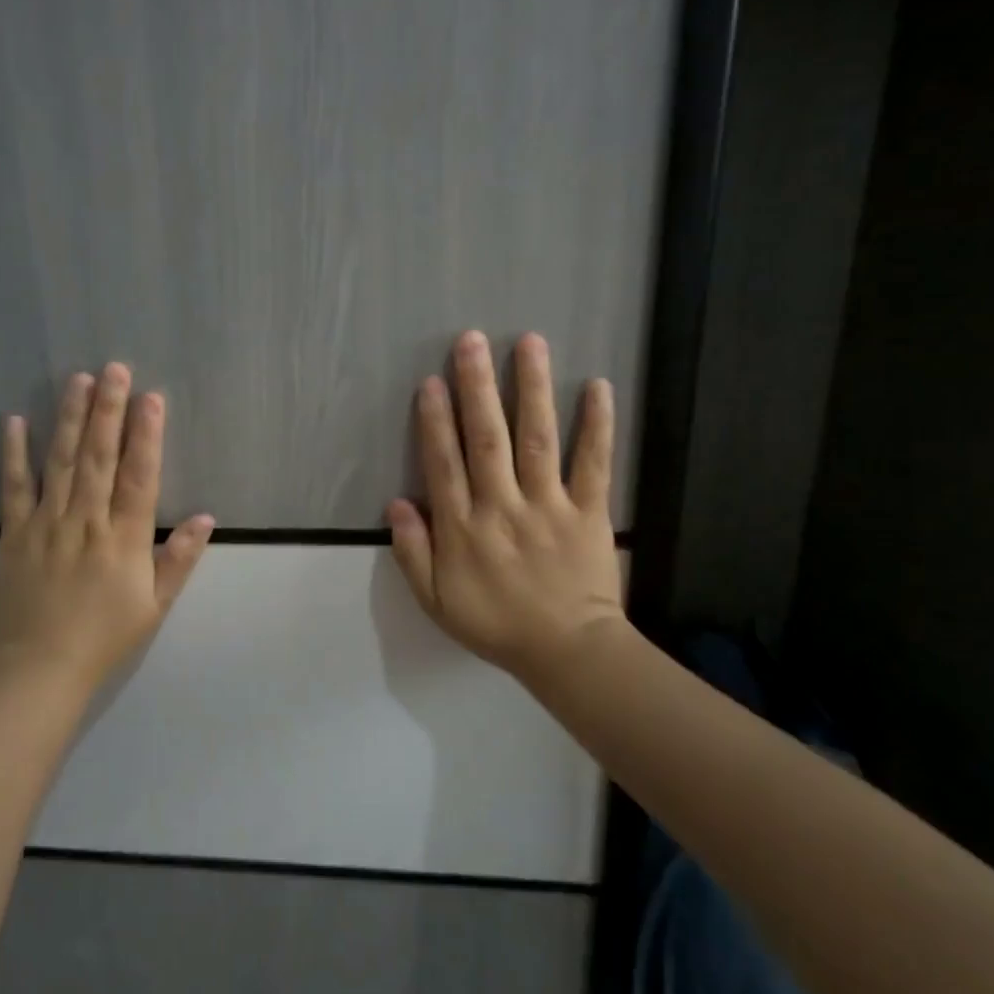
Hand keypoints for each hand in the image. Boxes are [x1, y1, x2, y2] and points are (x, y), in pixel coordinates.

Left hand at [0, 363, 213, 690]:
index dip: (146, 435)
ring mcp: (46, 523)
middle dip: (108, 410)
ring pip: (60, 461)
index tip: (151, 398)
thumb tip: (207, 518)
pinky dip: (14, 453)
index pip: (138, 475)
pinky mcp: (14, 533)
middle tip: (113, 369)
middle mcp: (86, 520)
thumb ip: (179, 558)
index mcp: (124, 537)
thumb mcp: (155, 604)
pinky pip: (13, 487)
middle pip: (98, 456)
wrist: (39, 669)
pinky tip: (15, 421)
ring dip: (69, 418)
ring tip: (77, 380)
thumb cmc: (105, 637)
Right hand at [388, 331, 626, 675]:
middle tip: (471, 341)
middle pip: (486, 438)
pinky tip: (597, 387)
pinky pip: (593, 464)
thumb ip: (413, 553)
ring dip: (531, 389)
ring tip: (529, 343)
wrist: (568, 652)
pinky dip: (597, 426)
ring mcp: (548, 506)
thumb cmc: (497, 625)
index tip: (431, 381)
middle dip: (476, 387)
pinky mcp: (588, 511)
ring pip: (536, 439)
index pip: (443, 463)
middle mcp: (502, 506)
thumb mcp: (437, 601)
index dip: (435, 420)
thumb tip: (396, 503)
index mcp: (463, 528)